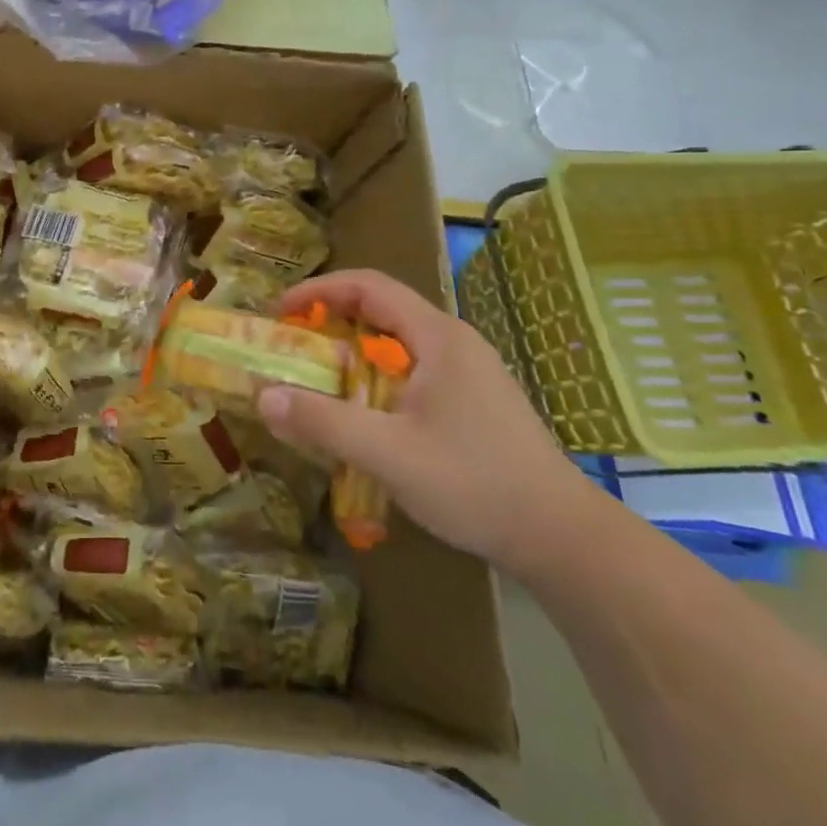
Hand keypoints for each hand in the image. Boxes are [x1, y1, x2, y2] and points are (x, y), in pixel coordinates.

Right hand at [257, 270, 603, 574]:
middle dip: (329, 321)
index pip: (368, 286)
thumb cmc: (475, 484)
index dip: (318, 291)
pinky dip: (374, 375)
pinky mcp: (473, 400)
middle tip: (290, 347)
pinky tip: (363, 412)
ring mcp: (468, 372)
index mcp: (437, 337)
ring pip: (397, 342)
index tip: (280, 314)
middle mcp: (454, 342)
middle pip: (382, 309)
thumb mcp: (388, 454)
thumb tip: (263, 396)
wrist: (563, 539)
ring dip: (351, 350)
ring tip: (317, 378)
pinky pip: (412, 369)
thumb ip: (323, 422)